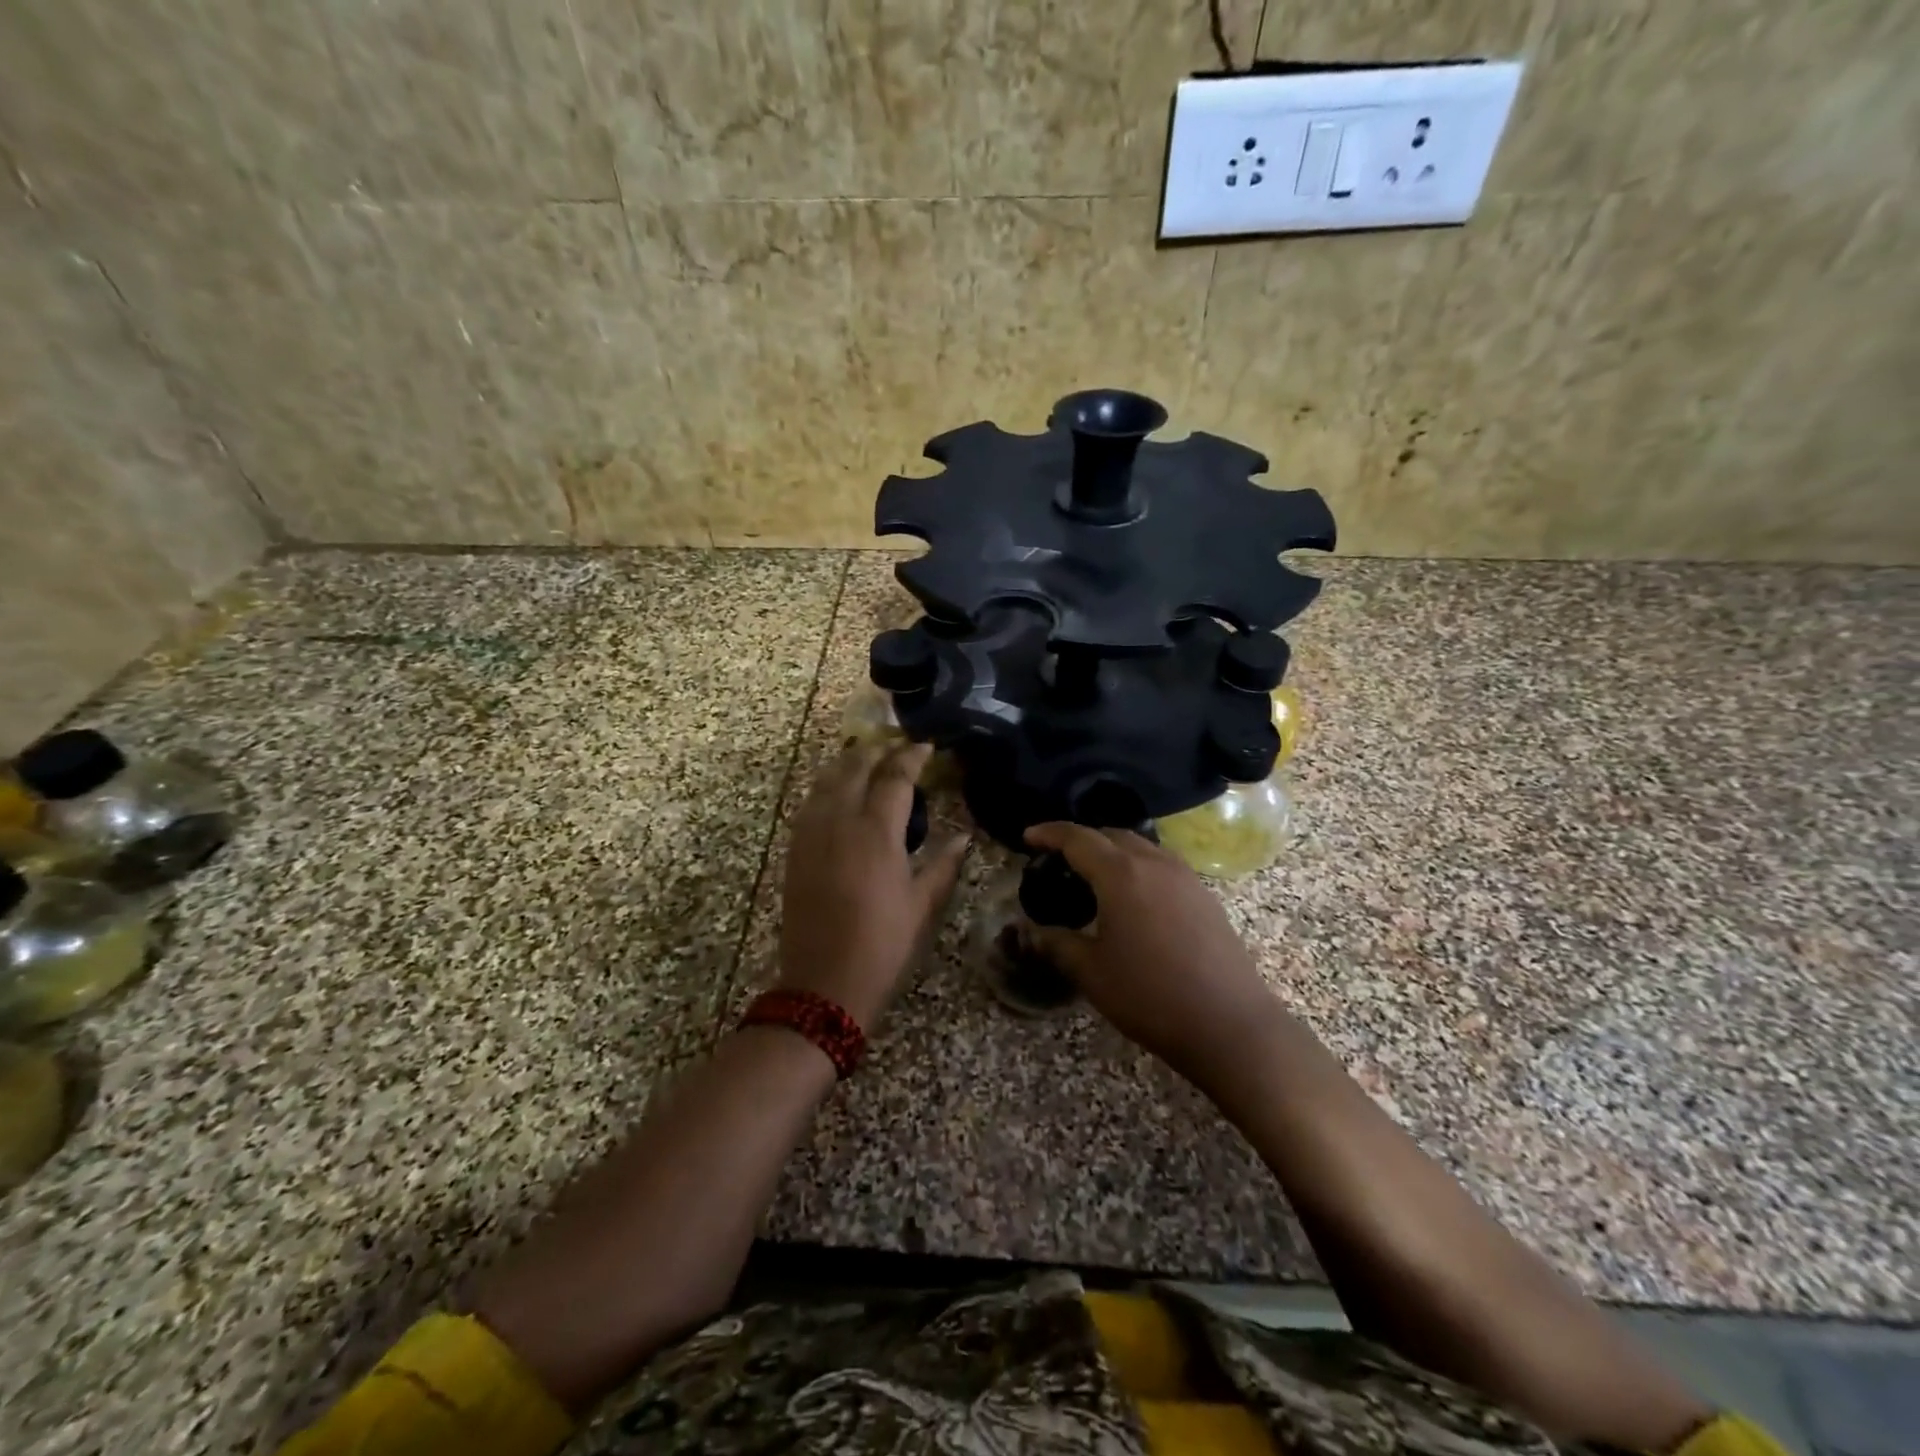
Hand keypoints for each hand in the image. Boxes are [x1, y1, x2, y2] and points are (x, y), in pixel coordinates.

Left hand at [779, 742, 967, 1028]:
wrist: (823, 982)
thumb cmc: (883, 944)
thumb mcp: (922, 904)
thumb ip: (944, 865)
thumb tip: (964, 839)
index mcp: (877, 831)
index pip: (895, 777)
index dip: (912, 757)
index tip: (926, 747)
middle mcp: (840, 821)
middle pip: (854, 768)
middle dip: (876, 751)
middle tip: (896, 746)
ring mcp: (811, 834)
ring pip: (825, 780)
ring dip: (847, 764)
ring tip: (866, 760)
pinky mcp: (794, 850)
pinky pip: (809, 803)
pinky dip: (826, 787)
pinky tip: (837, 794)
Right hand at [1023, 823, 1280, 1085]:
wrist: (1231, 1025)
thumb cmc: (1151, 996)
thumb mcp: (1092, 972)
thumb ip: (1056, 944)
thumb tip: (1029, 932)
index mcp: (1121, 874)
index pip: (1078, 838)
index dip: (1050, 833)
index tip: (1029, 836)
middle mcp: (1154, 863)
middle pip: (1111, 834)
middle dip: (1082, 839)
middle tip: (1058, 860)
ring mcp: (1185, 877)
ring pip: (1141, 846)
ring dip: (1112, 851)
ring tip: (1093, 876)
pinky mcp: (1205, 896)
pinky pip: (1162, 864)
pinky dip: (1137, 866)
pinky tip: (1132, 898)